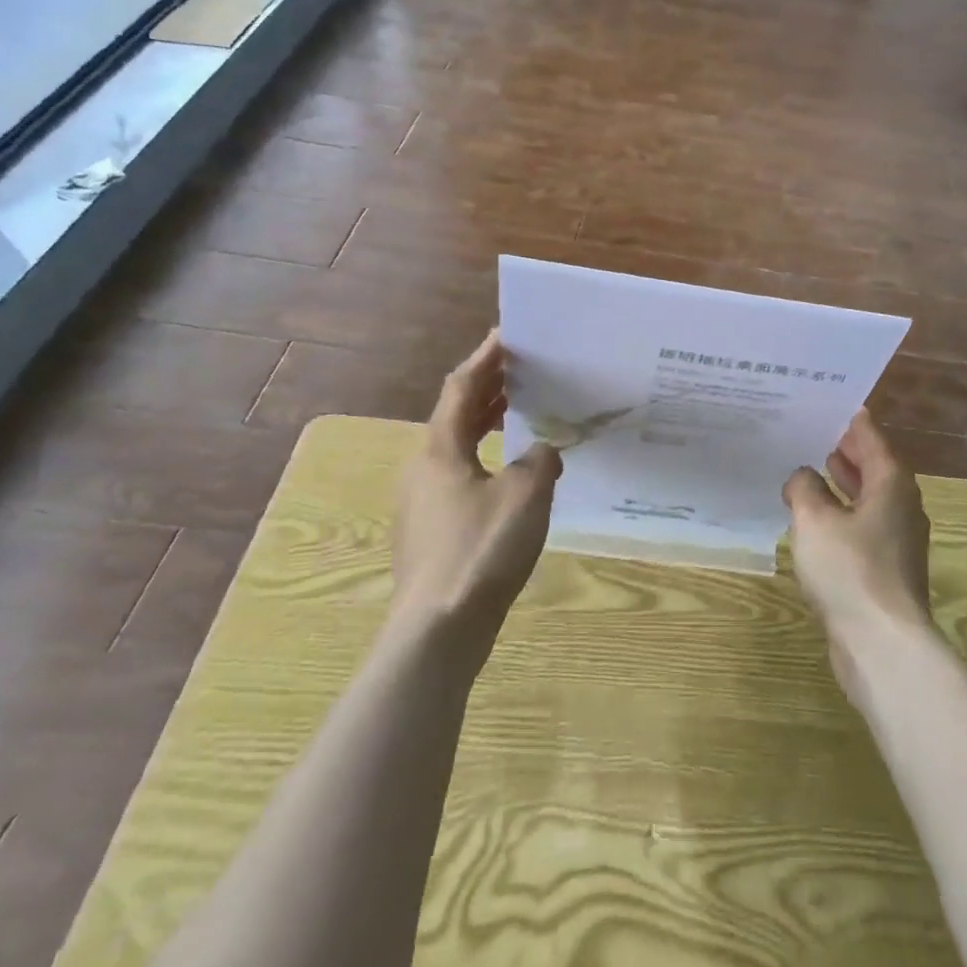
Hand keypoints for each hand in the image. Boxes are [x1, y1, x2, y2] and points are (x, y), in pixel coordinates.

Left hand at [391, 330, 562, 657]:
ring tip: (517, 411)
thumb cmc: (481, 550)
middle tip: (519, 369)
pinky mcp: (429, 532)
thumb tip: (545, 451)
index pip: (461, 388)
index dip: (484, 359)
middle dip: (486, 389)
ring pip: (455, 448)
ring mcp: (422, 503)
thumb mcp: (526, 495)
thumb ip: (541, 461)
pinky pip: (458, 476)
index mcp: (440, 449)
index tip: (507, 335)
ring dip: (484, 423)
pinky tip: (509, 474)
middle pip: (454, 415)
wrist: (437, 631)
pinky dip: (483, 458)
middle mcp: (423, 469)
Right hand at [783, 409, 930, 692]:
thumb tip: (802, 477)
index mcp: (891, 483)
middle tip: (810, 432)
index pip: (870, 437)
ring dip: (841, 484)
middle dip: (843, 450)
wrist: (882, 644)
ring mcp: (896, 539)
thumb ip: (804, 488)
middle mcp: (900, 505)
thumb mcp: (814, 519)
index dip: (848, 420)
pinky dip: (841, 514)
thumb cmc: (849, 570)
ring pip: (867, 498)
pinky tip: (814, 521)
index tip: (826, 404)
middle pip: (872, 466)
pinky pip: (861, 526)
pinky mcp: (886, 568)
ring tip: (809, 469)